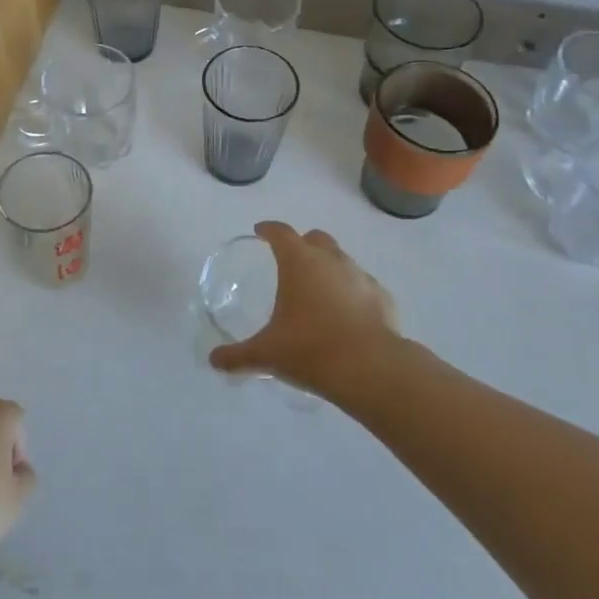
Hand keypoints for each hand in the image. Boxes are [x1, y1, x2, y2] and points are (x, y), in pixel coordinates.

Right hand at [209, 221, 400, 396]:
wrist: (371, 369)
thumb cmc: (310, 350)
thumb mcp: (266, 355)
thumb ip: (237, 356)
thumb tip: (214, 360)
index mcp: (299, 262)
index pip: (281, 232)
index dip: (269, 229)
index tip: (261, 231)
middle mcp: (332, 260)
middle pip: (316, 238)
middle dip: (302, 243)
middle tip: (291, 262)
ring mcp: (361, 276)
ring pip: (342, 260)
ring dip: (329, 268)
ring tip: (318, 292)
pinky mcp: (383, 298)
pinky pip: (363, 286)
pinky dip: (352, 293)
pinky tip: (347, 315)